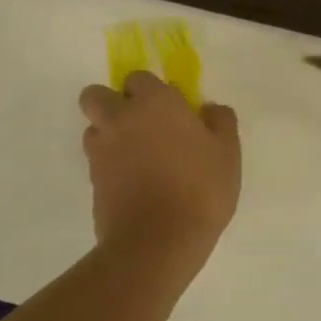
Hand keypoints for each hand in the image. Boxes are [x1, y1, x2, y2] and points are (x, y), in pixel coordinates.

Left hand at [79, 72, 240, 270]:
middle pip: (97, 95)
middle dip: (113, 103)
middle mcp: (121, 119)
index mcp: (155, 103)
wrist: (158, 242)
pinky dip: (109, 163)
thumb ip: (220, 122)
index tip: (171, 110)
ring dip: (109, 133)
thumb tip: (210, 108)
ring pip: (93, 127)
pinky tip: (133, 181)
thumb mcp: (228, 153)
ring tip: (136, 156)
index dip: (152, 91)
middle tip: (141, 124)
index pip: (139, 78)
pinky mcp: (92, 180)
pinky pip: (96, 159)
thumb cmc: (200, 190)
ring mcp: (101, 150)